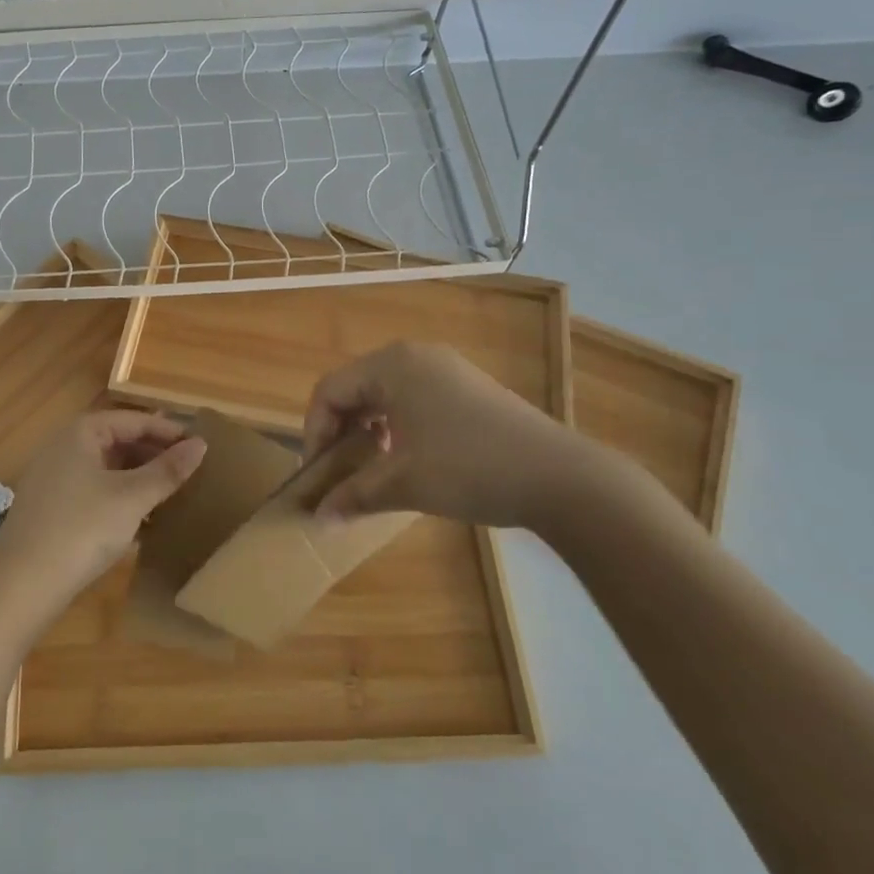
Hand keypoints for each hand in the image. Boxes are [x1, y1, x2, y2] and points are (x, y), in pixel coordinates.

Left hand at [0, 411, 206, 606]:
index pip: (134, 420)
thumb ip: (167, 471)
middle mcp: (65, 447)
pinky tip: (142, 519)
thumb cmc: (81, 529)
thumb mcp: (132, 498)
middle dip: (154, 454)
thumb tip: (201, 444)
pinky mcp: (52, 509)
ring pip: (107, 468)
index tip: (202, 446)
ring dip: (139, 478)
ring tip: (172, 493)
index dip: (169, 431)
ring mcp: (55, 478)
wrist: (20, 585)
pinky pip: (95, 491)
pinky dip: (121, 498)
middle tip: (191, 471)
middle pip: (119, 441)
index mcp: (82, 432)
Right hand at [303, 341, 615, 532]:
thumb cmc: (469, 469)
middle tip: (337, 470)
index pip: (330, 391)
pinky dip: (395, 423)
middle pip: (355, 387)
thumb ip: (353, 495)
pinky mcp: (467, 386)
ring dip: (366, 428)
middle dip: (339, 430)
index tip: (317, 475)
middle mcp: (415, 355)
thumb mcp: (403, 484)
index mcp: (392, 365)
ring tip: (369, 465)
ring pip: (384, 393)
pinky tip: (406, 455)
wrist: (560, 477)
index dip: (313, 432)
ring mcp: (445, 368)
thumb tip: (318, 518)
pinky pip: (412, 396)